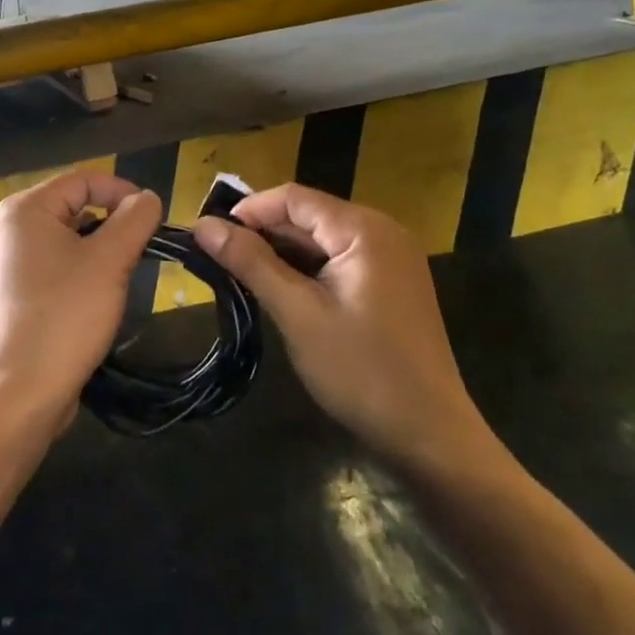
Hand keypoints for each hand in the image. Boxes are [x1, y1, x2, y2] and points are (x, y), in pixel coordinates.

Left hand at [0, 172, 161, 435]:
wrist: (20, 395)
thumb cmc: (65, 316)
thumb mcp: (110, 261)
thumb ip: (134, 219)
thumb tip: (147, 198)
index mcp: (23, 210)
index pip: (83, 180)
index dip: (122, 192)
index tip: (154, 218)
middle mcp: (6, 230)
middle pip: (72, 208)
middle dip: (111, 225)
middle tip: (140, 251)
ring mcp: (4, 266)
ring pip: (65, 241)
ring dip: (97, 252)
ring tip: (120, 278)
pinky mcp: (10, 297)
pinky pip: (52, 269)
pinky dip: (78, 274)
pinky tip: (94, 301)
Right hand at [194, 184, 500, 473]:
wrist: (432, 437)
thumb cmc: (362, 371)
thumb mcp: (298, 314)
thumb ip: (251, 263)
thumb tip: (203, 225)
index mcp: (363, 229)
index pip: (293, 198)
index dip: (248, 210)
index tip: (210, 236)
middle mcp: (382, 232)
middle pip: (308, 216)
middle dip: (263, 233)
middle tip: (218, 260)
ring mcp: (391, 259)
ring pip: (322, 240)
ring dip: (282, 253)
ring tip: (242, 276)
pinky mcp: (392, 284)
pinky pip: (339, 261)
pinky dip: (307, 270)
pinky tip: (283, 292)